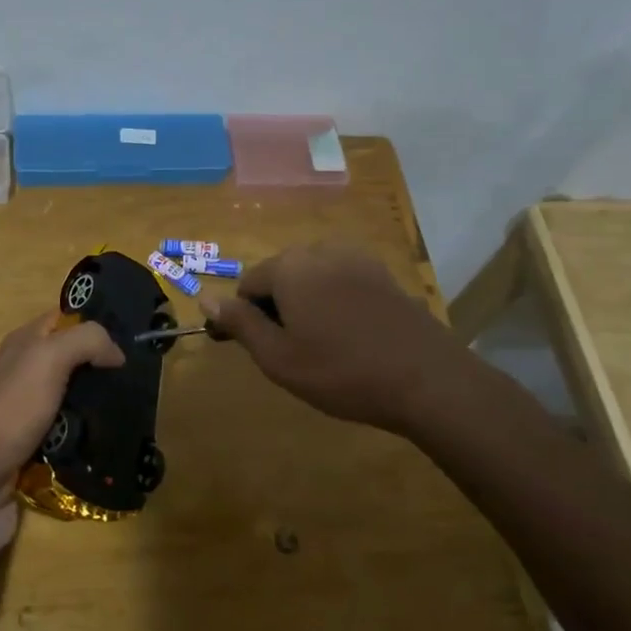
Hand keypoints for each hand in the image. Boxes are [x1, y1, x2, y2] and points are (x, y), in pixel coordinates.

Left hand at [0, 313, 122, 501]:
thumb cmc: (15, 405)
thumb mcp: (50, 357)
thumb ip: (87, 340)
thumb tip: (117, 354)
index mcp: (26, 339)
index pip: (67, 318)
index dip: (96, 323)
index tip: (129, 338)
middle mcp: (28, 365)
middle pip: (74, 355)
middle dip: (102, 363)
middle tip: (135, 375)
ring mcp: (31, 400)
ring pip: (75, 390)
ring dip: (98, 397)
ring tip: (131, 403)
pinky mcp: (37, 432)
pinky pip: (70, 421)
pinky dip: (87, 425)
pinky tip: (109, 429)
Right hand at [200, 243, 474, 434]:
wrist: (427, 379)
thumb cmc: (341, 372)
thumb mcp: (278, 357)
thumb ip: (240, 323)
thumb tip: (204, 297)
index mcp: (289, 267)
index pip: (248, 285)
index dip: (243, 317)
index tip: (254, 350)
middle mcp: (320, 250)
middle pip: (280, 275)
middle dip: (276, 308)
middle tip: (291, 353)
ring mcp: (356, 258)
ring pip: (311, 277)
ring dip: (306, 304)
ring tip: (321, 346)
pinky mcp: (383, 273)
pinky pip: (340, 280)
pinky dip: (334, 301)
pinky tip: (350, 334)